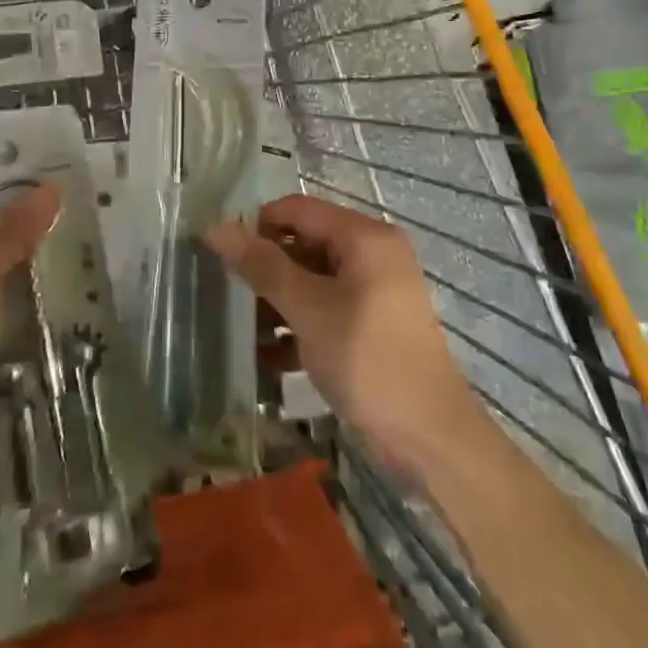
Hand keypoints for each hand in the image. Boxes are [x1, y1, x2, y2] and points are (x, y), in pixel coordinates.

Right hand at [207, 195, 481, 477]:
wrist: (430, 438)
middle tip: (231, 295)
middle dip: (267, 267)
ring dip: (278, 301)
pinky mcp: (373, 323)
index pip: (297, 209)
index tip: (222, 255)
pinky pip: (327, 307)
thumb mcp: (308, 309)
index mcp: (364, 237)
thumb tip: (217, 228)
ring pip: (313, 278)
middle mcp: (373, 253)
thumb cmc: (367, 359)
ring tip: (245, 330)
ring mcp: (375, 290)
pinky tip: (270, 356)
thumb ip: (263, 266)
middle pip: (305, 242)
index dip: (257, 225)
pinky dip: (300, 323)